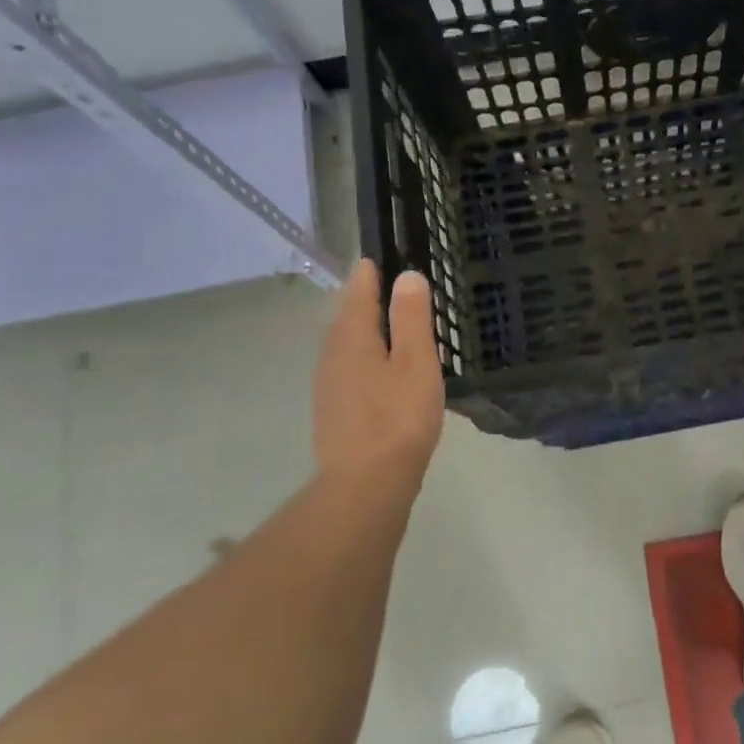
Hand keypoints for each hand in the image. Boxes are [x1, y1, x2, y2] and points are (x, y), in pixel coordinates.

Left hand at [312, 260, 444, 500]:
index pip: (358, 294)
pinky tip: (377, 371)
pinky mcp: (332, 411)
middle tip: (384, 287)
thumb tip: (406, 276)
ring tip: (384, 325)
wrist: (366, 484)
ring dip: (361, 330)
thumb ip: (411, 318)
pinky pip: (346, 369)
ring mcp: (328, 386)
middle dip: (363, 301)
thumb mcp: (415, 362)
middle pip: (346, 318)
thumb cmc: (398, 418)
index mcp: (352, 339)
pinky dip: (361, 357)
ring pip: (344, 346)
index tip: (377, 259)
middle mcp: (332, 356)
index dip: (369, 275)